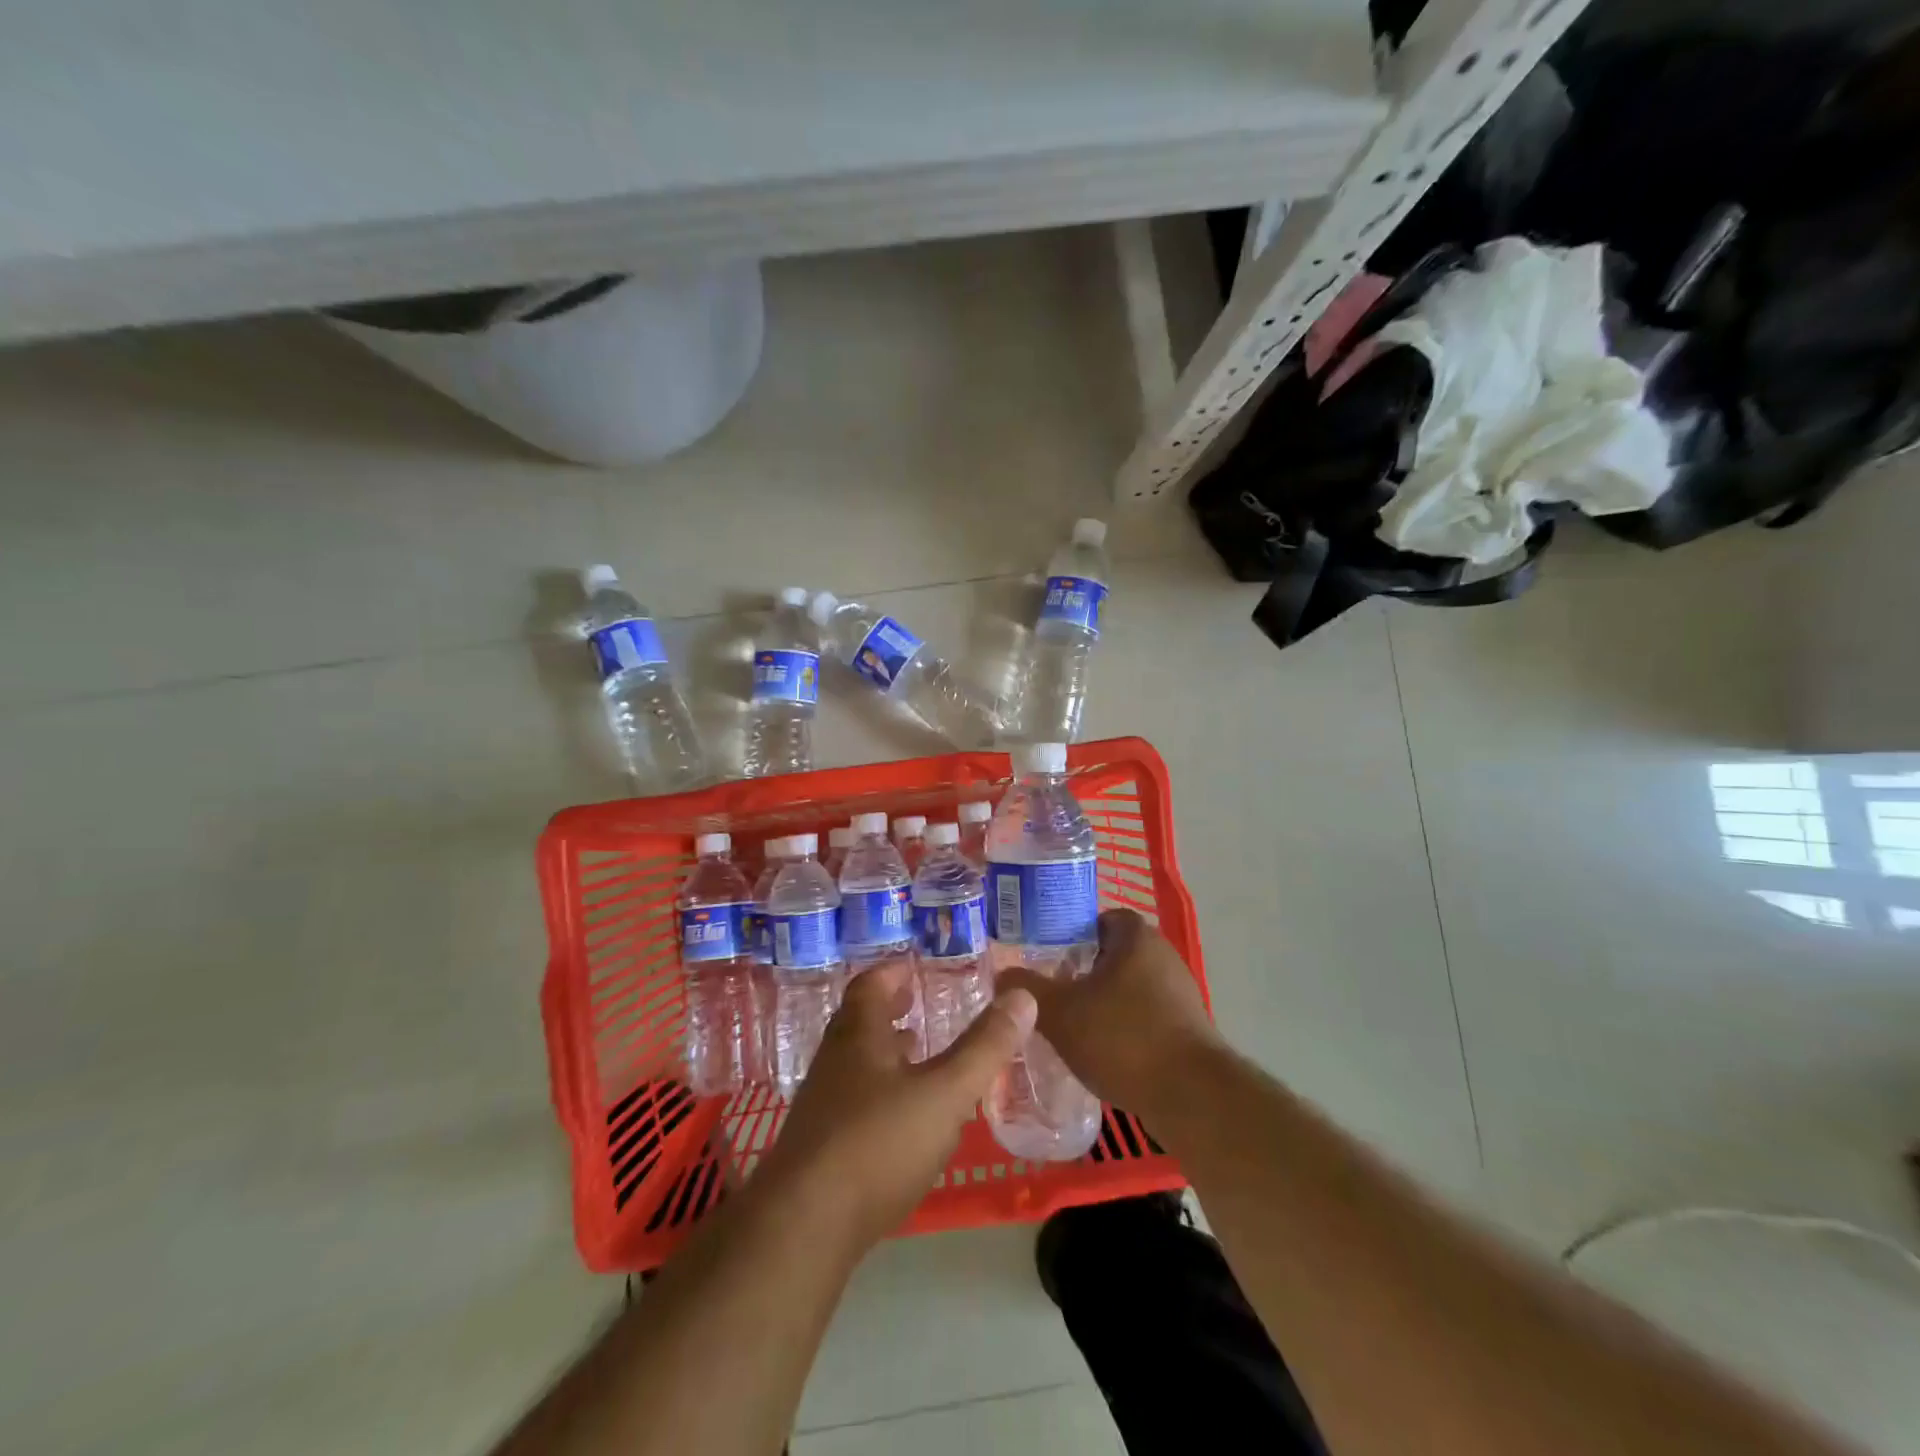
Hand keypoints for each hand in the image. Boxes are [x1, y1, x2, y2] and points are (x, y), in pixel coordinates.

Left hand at [757, 959, 1036, 1250]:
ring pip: (856, 1064)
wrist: (803, 1229)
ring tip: (916, 1056)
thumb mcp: (945, 1093)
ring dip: (885, 1054)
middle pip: (860, 1023)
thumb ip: (984, 1048)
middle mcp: (834, 1061)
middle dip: (890, 1012)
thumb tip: (1023, 996)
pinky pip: (853, 1101)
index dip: (892, 973)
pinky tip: (901, 1120)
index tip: (914, 970)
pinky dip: (879, 1093)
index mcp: (858, 1035)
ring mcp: (821, 1105)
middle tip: (919, 1008)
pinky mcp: (819, 1147)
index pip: (870, 986)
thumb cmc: (877, 1144)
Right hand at [997, 909, 1219, 1117]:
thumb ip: (1027, 989)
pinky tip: (1102, 1052)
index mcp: (1136, 937)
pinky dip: (1124, 1027)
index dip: (1070, 933)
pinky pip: (1146, 1015)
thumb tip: (1001, 974)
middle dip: (1082, 971)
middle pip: (1113, 953)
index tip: (1046, 957)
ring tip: (1071, 1025)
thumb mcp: (1060, 1012)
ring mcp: (1180, 992)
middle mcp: (1163, 955)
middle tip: (1051, 991)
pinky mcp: (1188, 1028)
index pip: (1099, 918)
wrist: (1191, 1097)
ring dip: (1103, 1001)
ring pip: (1129, 986)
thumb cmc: (1123, 1038)